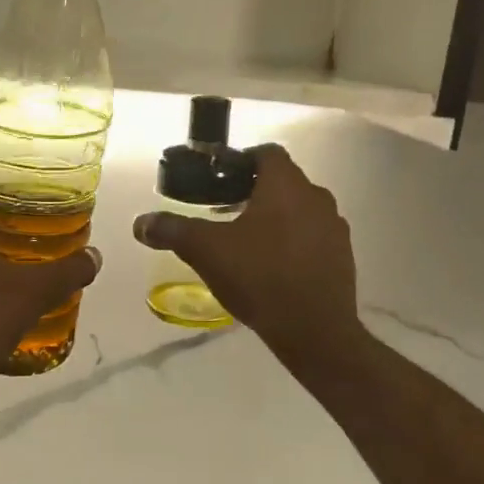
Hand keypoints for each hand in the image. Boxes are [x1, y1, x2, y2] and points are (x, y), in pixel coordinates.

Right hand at [132, 146, 360, 362]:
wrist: (314, 330)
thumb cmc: (259, 276)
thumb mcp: (206, 251)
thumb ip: (172, 230)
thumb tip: (140, 223)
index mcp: (286, 185)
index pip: (266, 153)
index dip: (240, 160)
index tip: (217, 179)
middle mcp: (316, 197)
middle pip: (283, 182)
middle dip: (253, 192)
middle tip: (223, 212)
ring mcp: (334, 228)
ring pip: (299, 210)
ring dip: (274, 217)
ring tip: (245, 241)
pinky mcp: (342, 257)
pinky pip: (312, 237)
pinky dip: (292, 241)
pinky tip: (271, 267)